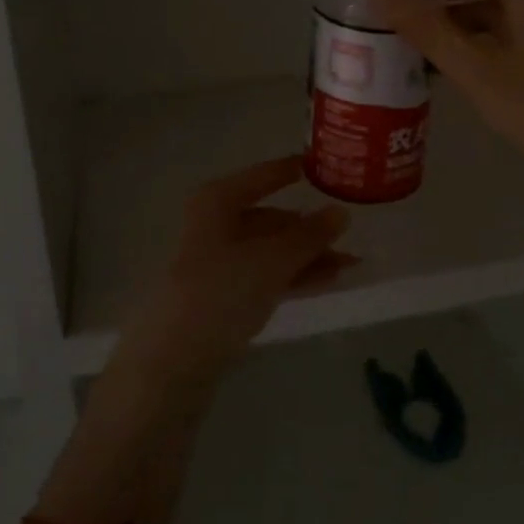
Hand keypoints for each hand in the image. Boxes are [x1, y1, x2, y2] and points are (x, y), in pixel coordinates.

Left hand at [117, 156, 353, 384]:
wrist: (175, 359)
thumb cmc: (222, 290)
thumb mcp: (272, 259)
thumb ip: (309, 235)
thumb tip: (341, 212)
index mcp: (217, 202)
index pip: (262, 177)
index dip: (290, 171)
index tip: (320, 165)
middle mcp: (214, 225)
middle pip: (268, 218)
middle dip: (308, 228)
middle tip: (348, 233)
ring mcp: (216, 262)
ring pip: (269, 250)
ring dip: (307, 255)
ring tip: (349, 264)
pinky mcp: (221, 295)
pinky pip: (264, 275)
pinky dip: (292, 276)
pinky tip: (325, 281)